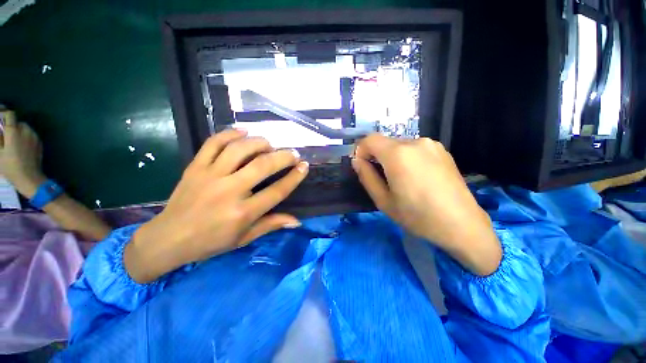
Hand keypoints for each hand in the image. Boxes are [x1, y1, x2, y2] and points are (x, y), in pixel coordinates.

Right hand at [0, 110, 46, 197]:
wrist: (29, 177)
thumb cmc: (10, 166)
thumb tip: (1, 133)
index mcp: (13, 131)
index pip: (10, 114)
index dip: (4, 114)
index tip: (0, 117)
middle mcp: (26, 131)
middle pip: (18, 122)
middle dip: (12, 126)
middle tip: (6, 135)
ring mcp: (34, 137)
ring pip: (25, 128)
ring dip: (19, 132)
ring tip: (14, 143)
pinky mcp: (40, 143)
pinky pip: (31, 136)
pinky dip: (26, 137)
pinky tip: (22, 147)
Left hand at [124, 129, 308, 282]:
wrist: (168, 238)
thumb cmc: (210, 242)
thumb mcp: (244, 238)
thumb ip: (271, 225)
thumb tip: (297, 221)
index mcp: (243, 213)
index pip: (277, 191)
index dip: (294, 177)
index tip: (304, 166)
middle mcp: (229, 191)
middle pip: (263, 166)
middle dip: (283, 156)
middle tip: (293, 153)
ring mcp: (210, 176)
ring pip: (240, 149)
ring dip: (260, 143)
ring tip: (270, 145)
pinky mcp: (195, 167)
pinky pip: (213, 143)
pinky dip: (230, 134)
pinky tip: (244, 132)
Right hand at [352, 134, 500, 275]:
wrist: (462, 225)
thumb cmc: (417, 216)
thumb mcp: (383, 200)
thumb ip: (366, 177)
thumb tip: (357, 161)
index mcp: (398, 154)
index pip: (369, 139)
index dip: (361, 151)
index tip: (363, 167)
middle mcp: (415, 142)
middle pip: (385, 142)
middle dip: (376, 156)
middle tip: (381, 178)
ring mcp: (431, 144)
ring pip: (400, 145)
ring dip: (392, 158)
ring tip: (400, 180)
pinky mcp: (442, 150)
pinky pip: (415, 149)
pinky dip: (407, 158)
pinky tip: (416, 177)